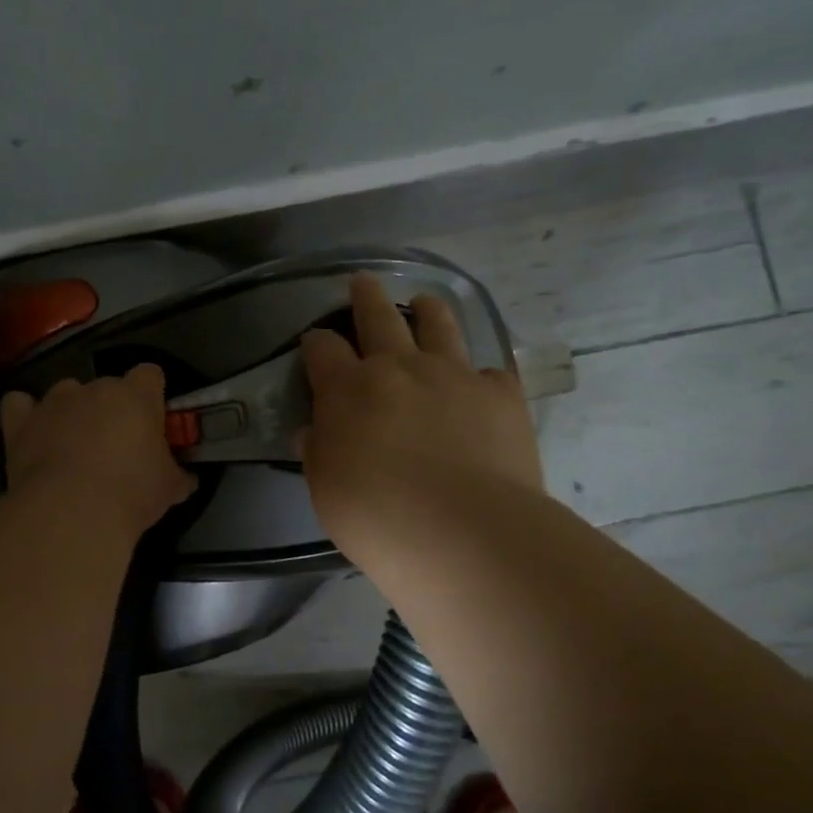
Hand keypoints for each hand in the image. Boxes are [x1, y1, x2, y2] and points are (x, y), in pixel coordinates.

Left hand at [0, 364, 194, 537]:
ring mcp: (55, 402)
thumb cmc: (131, 493)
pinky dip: (25, 414)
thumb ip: (178, 476)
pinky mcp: (21, 421)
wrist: (72, 512)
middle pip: (107, 386)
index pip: (150, 374)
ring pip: (66, 392)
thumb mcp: (169, 489)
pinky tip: (31, 431)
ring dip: (72, 411)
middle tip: (117, 444)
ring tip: (73, 444)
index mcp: (136, 395)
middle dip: (112, 408)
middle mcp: (95, 388)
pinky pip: (19, 405)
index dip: (152, 394)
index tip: (153, 419)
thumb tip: (188, 479)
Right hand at [300, 273, 543, 566]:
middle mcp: (398, 367)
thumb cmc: (379, 518)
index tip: (315, 344)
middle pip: (378, 316)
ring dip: (428, 310)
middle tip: (363, 281)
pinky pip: (489, 371)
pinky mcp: (499, 392)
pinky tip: (480, 385)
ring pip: (438, 325)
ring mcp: (453, 374)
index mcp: (348, 389)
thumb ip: (319, 454)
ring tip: (425, 302)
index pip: (323, 348)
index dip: (316, 342)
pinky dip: (480, 375)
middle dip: (366, 296)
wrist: (465, 531)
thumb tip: (313, 432)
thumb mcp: (327, 492)